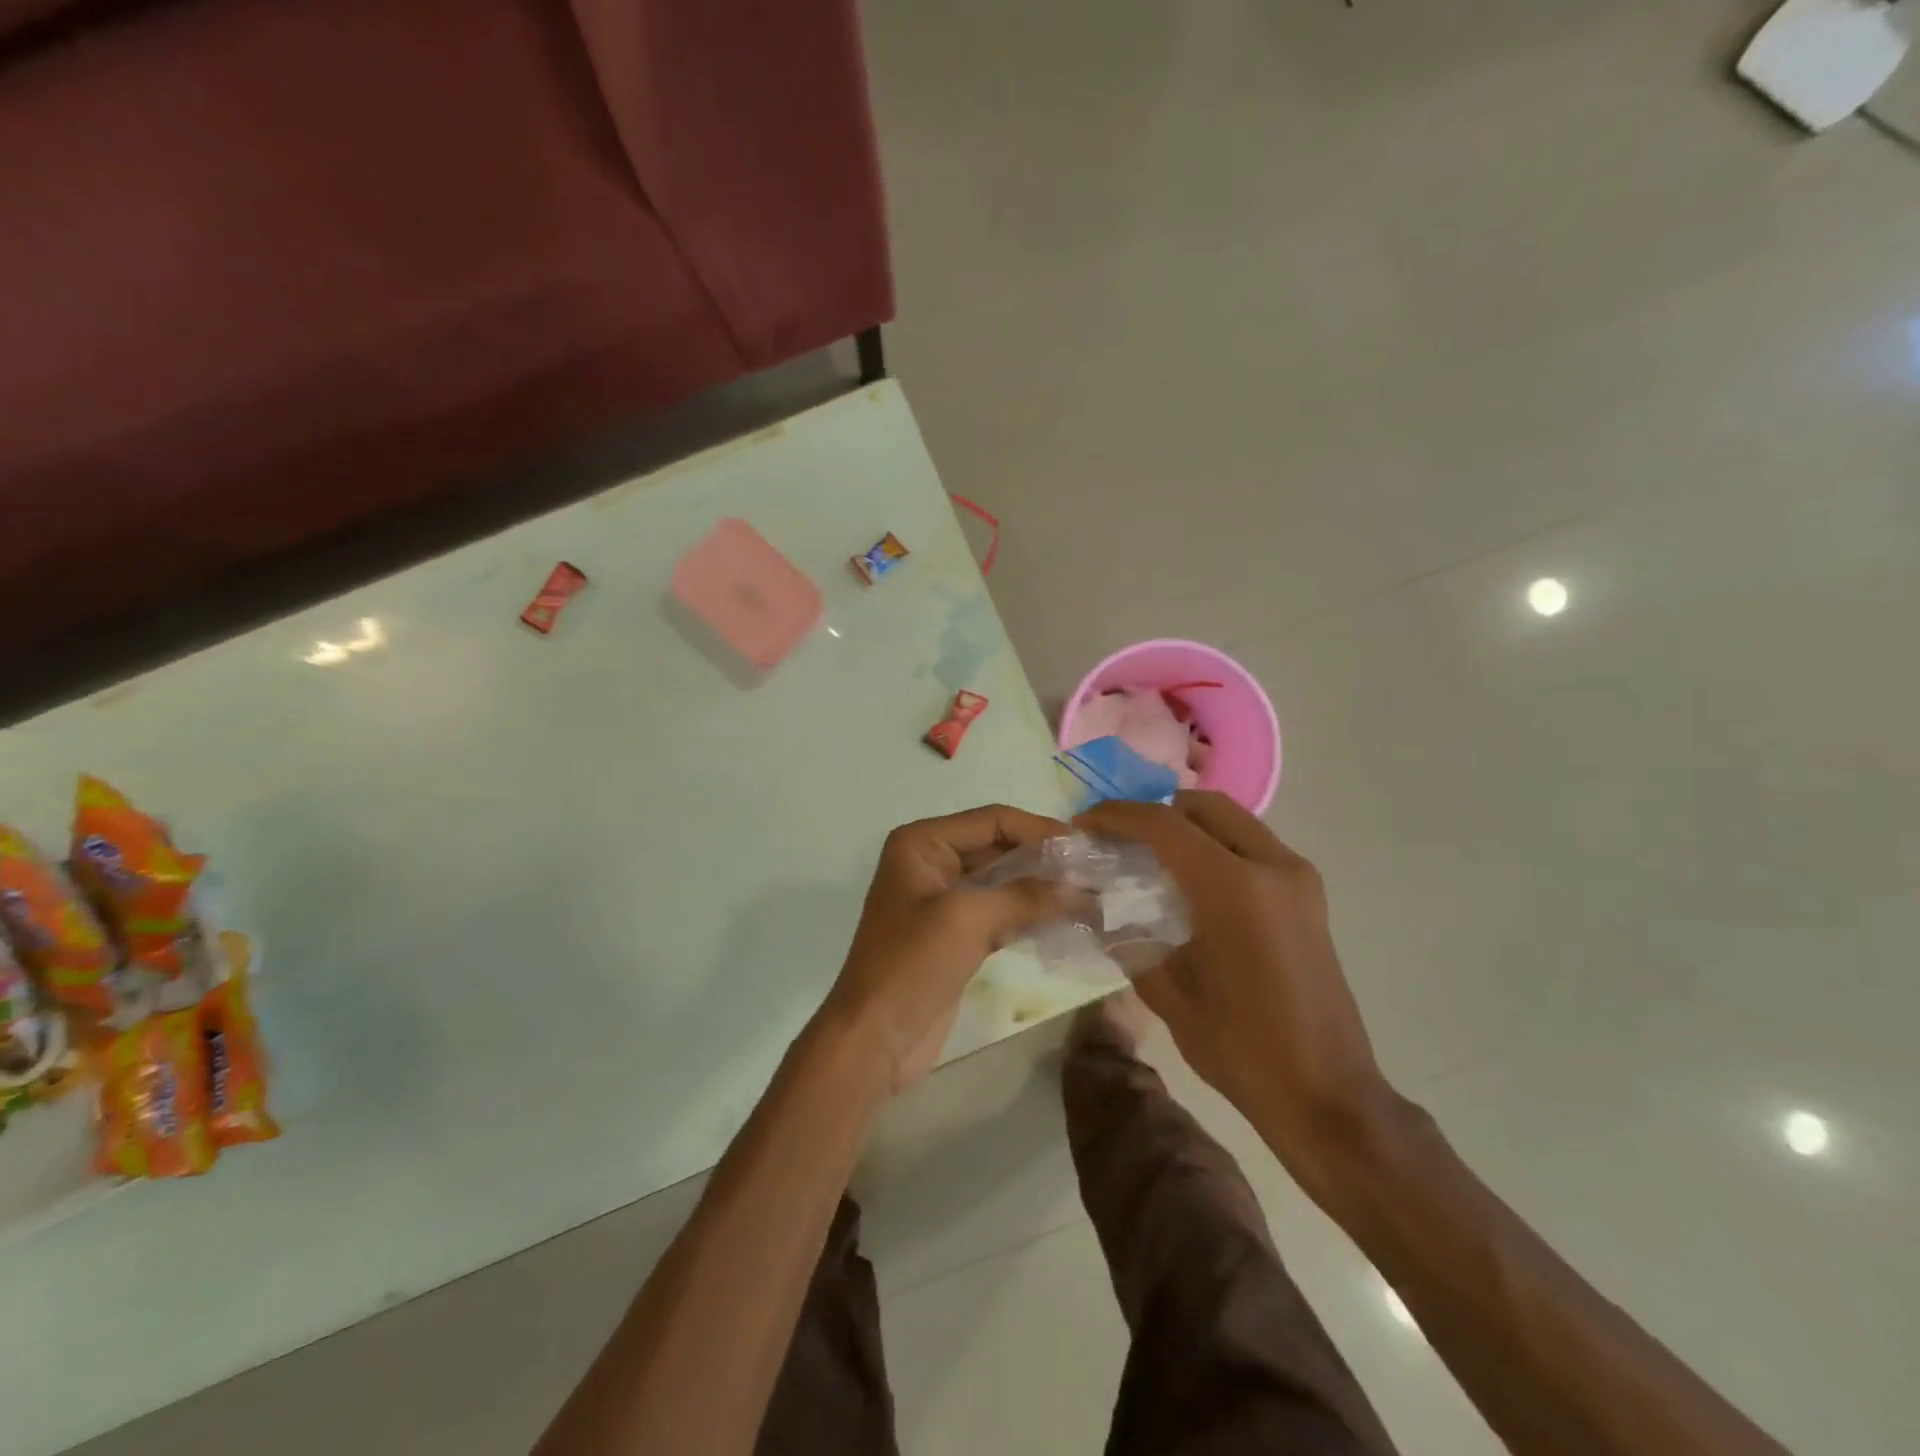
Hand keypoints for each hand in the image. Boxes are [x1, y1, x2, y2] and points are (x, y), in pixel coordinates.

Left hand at [823, 805, 1068, 1092]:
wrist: (874, 1039)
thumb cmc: (912, 964)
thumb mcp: (968, 919)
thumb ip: (1026, 896)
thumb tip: (1081, 887)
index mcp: (922, 843)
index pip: (992, 821)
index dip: (1039, 829)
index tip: (1086, 846)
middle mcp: (931, 862)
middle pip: (999, 847)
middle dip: (1044, 859)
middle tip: (1096, 872)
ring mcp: (943, 900)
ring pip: (1003, 881)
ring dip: (1042, 888)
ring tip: (1091, 895)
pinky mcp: (956, 935)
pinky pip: (1000, 912)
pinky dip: (1030, 914)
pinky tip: (1067, 919)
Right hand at [1077, 792, 1394, 1176]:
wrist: (1326, 1095)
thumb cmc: (1241, 1049)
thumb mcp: (1168, 994)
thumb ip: (1126, 939)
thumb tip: (1092, 907)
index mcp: (1235, 888)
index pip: (1165, 825)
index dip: (1118, 816)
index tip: (1084, 824)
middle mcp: (1273, 867)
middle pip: (1205, 807)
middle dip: (1155, 812)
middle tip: (1119, 837)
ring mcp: (1298, 878)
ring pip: (1233, 822)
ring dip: (1188, 827)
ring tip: (1149, 856)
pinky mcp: (1309, 896)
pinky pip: (1253, 846)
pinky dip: (1215, 846)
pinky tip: (1189, 882)